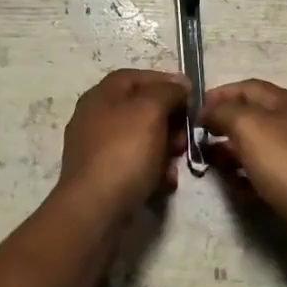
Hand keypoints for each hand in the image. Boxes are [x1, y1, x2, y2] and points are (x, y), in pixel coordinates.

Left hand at [55, 69, 190, 219]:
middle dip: (169, 119)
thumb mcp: (150, 111)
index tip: (191, 95)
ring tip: (178, 160)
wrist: (95, 210)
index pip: (135, 77)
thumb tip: (180, 84)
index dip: (164, 81)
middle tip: (187, 133)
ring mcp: (98, 150)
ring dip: (166, 147)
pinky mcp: (104, 178)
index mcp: (101, 96)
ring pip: (141, 139)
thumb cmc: (123, 152)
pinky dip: (153, 170)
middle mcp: (95, 119)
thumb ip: (167, 91)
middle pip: (140, 109)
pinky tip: (166, 182)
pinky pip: (135, 165)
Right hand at [199, 80, 286, 258]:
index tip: (192, 111)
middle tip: (194, 142)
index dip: (218, 95)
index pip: (245, 87)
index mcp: (283, 102)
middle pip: (248, 118)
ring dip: (229, 155)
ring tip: (208, 165)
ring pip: (253, 148)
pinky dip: (245, 179)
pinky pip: (262, 175)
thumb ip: (223, 112)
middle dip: (220, 127)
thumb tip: (207, 111)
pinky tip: (233, 189)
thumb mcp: (249, 126)